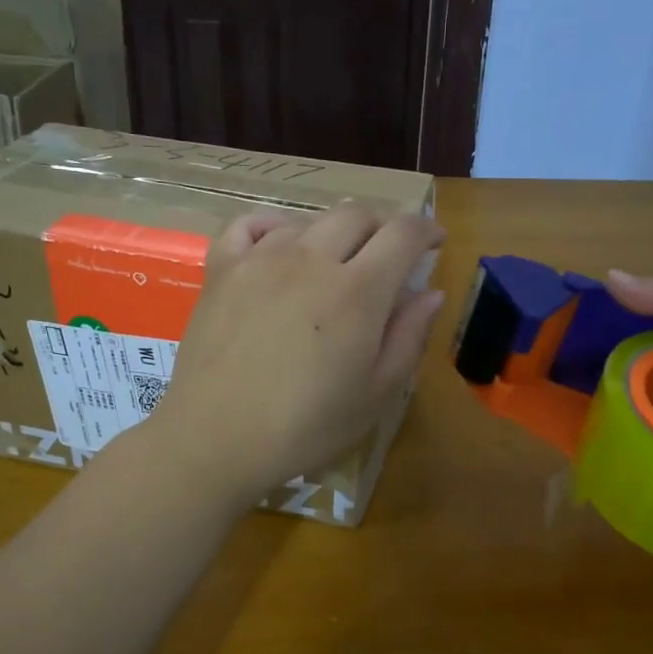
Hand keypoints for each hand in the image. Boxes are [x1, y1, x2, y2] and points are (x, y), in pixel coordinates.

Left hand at [146, 202, 445, 506]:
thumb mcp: (376, 395)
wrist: (216, 438)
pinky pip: (250, 224)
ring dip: (334, 232)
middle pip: (357, 215)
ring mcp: (261, 259)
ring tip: (338, 260)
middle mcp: (312, 259)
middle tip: (391, 252)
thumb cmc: (306, 427)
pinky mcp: (223, 269)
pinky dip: (273, 225)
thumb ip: (408, 337)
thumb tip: (429, 293)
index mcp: (358, 291)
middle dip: (384, 225)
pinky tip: (280, 243)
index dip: (426, 229)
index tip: (435, 241)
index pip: (402, 233)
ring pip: (309, 220)